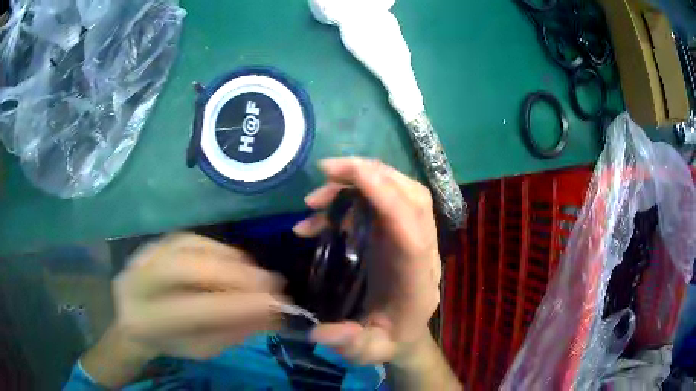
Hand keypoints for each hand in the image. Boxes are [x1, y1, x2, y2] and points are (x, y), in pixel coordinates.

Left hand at [82, 234, 285, 386]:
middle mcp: (141, 281)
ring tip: (259, 274)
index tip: (277, 305)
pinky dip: (219, 248)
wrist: (133, 317)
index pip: (196, 310)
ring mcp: (145, 255)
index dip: (238, 306)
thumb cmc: (170, 341)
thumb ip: (231, 332)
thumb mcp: (201, 349)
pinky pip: (192, 237)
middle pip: (188, 268)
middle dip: (236, 275)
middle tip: (272, 283)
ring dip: (232, 259)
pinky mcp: (155, 242)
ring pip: (190, 246)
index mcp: (149, 320)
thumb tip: (270, 313)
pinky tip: (239, 261)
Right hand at [293, 157, 440, 364]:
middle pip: (413, 198)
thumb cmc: (390, 339)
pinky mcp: (395, 233)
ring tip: (316, 196)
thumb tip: (320, 332)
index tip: (352, 175)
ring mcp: (410, 237)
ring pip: (400, 191)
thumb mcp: (369, 351)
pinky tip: (318, 216)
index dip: (388, 200)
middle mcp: (421, 251)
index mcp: (417, 280)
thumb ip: (350, 344)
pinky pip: (382, 202)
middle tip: (327, 171)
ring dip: (360, 180)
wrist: (404, 332)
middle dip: (373, 175)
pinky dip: (351, 197)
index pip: (413, 232)